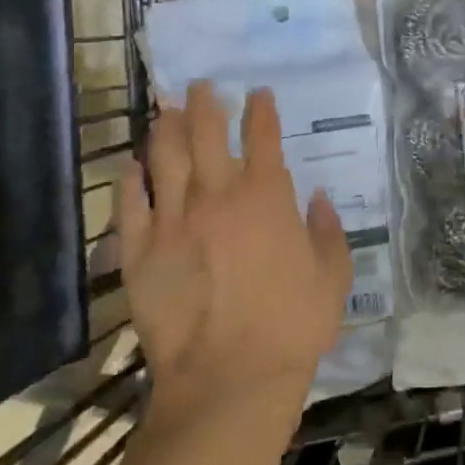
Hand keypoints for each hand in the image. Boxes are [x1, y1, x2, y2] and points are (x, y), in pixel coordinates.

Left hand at [120, 81, 350, 421]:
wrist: (229, 380)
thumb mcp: (333, 276)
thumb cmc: (292, 325)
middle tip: (201, 84)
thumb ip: (328, 230)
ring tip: (166, 107)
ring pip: (165, 157)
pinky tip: (132, 164)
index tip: (258, 93)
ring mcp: (173, 220)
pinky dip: (130, 179)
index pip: (263, 135)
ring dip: (166, 126)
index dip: (261, 109)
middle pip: (207, 132)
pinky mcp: (140, 251)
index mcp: (266, 196)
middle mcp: (217, 195)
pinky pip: (130, 204)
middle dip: (205, 102)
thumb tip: (318, 199)